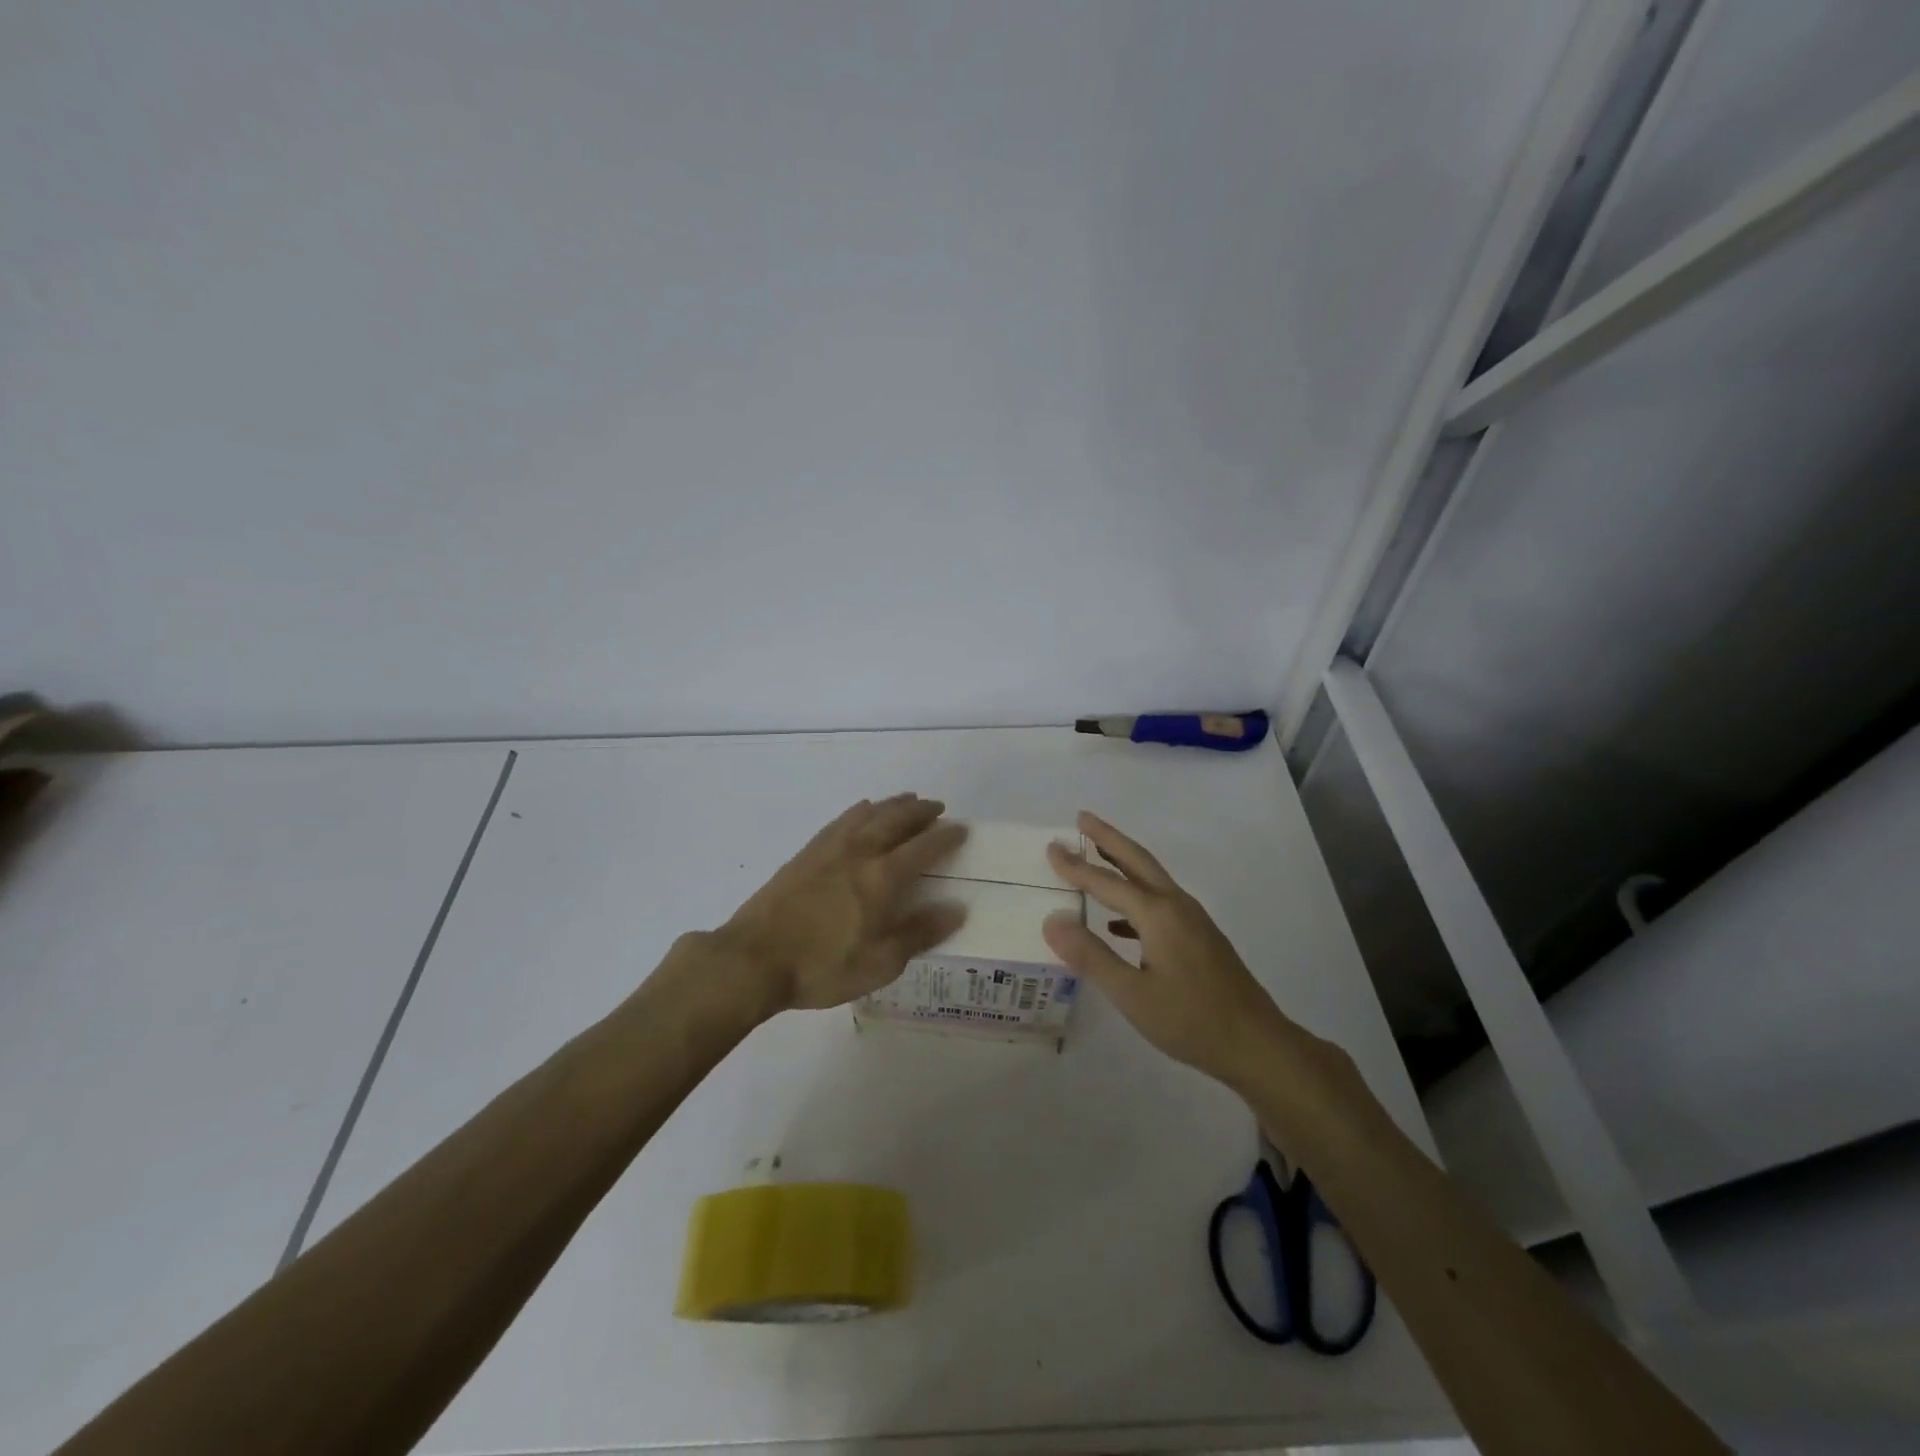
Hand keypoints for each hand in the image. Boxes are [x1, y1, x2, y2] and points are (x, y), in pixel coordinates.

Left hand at [717, 794, 967, 1013]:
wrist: (754, 959)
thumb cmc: (822, 967)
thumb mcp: (879, 963)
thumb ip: (919, 933)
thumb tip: (956, 909)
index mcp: (882, 878)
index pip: (924, 847)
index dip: (946, 836)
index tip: (961, 828)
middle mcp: (859, 852)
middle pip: (896, 820)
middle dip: (920, 812)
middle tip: (937, 808)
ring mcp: (829, 849)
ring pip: (868, 814)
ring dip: (892, 804)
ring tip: (907, 800)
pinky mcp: (806, 853)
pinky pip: (841, 820)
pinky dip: (859, 810)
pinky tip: (862, 811)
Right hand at [1043, 812, 1292, 1088]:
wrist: (1256, 1043)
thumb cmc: (1190, 1020)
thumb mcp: (1131, 994)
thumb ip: (1090, 955)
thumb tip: (1052, 920)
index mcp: (1158, 914)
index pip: (1107, 882)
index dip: (1076, 866)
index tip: (1051, 846)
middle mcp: (1176, 905)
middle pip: (1137, 860)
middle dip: (1108, 838)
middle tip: (1081, 818)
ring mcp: (1192, 919)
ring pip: (1151, 878)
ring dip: (1122, 861)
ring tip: (1096, 855)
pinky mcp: (1199, 936)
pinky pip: (1159, 902)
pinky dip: (1134, 897)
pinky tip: (1118, 924)